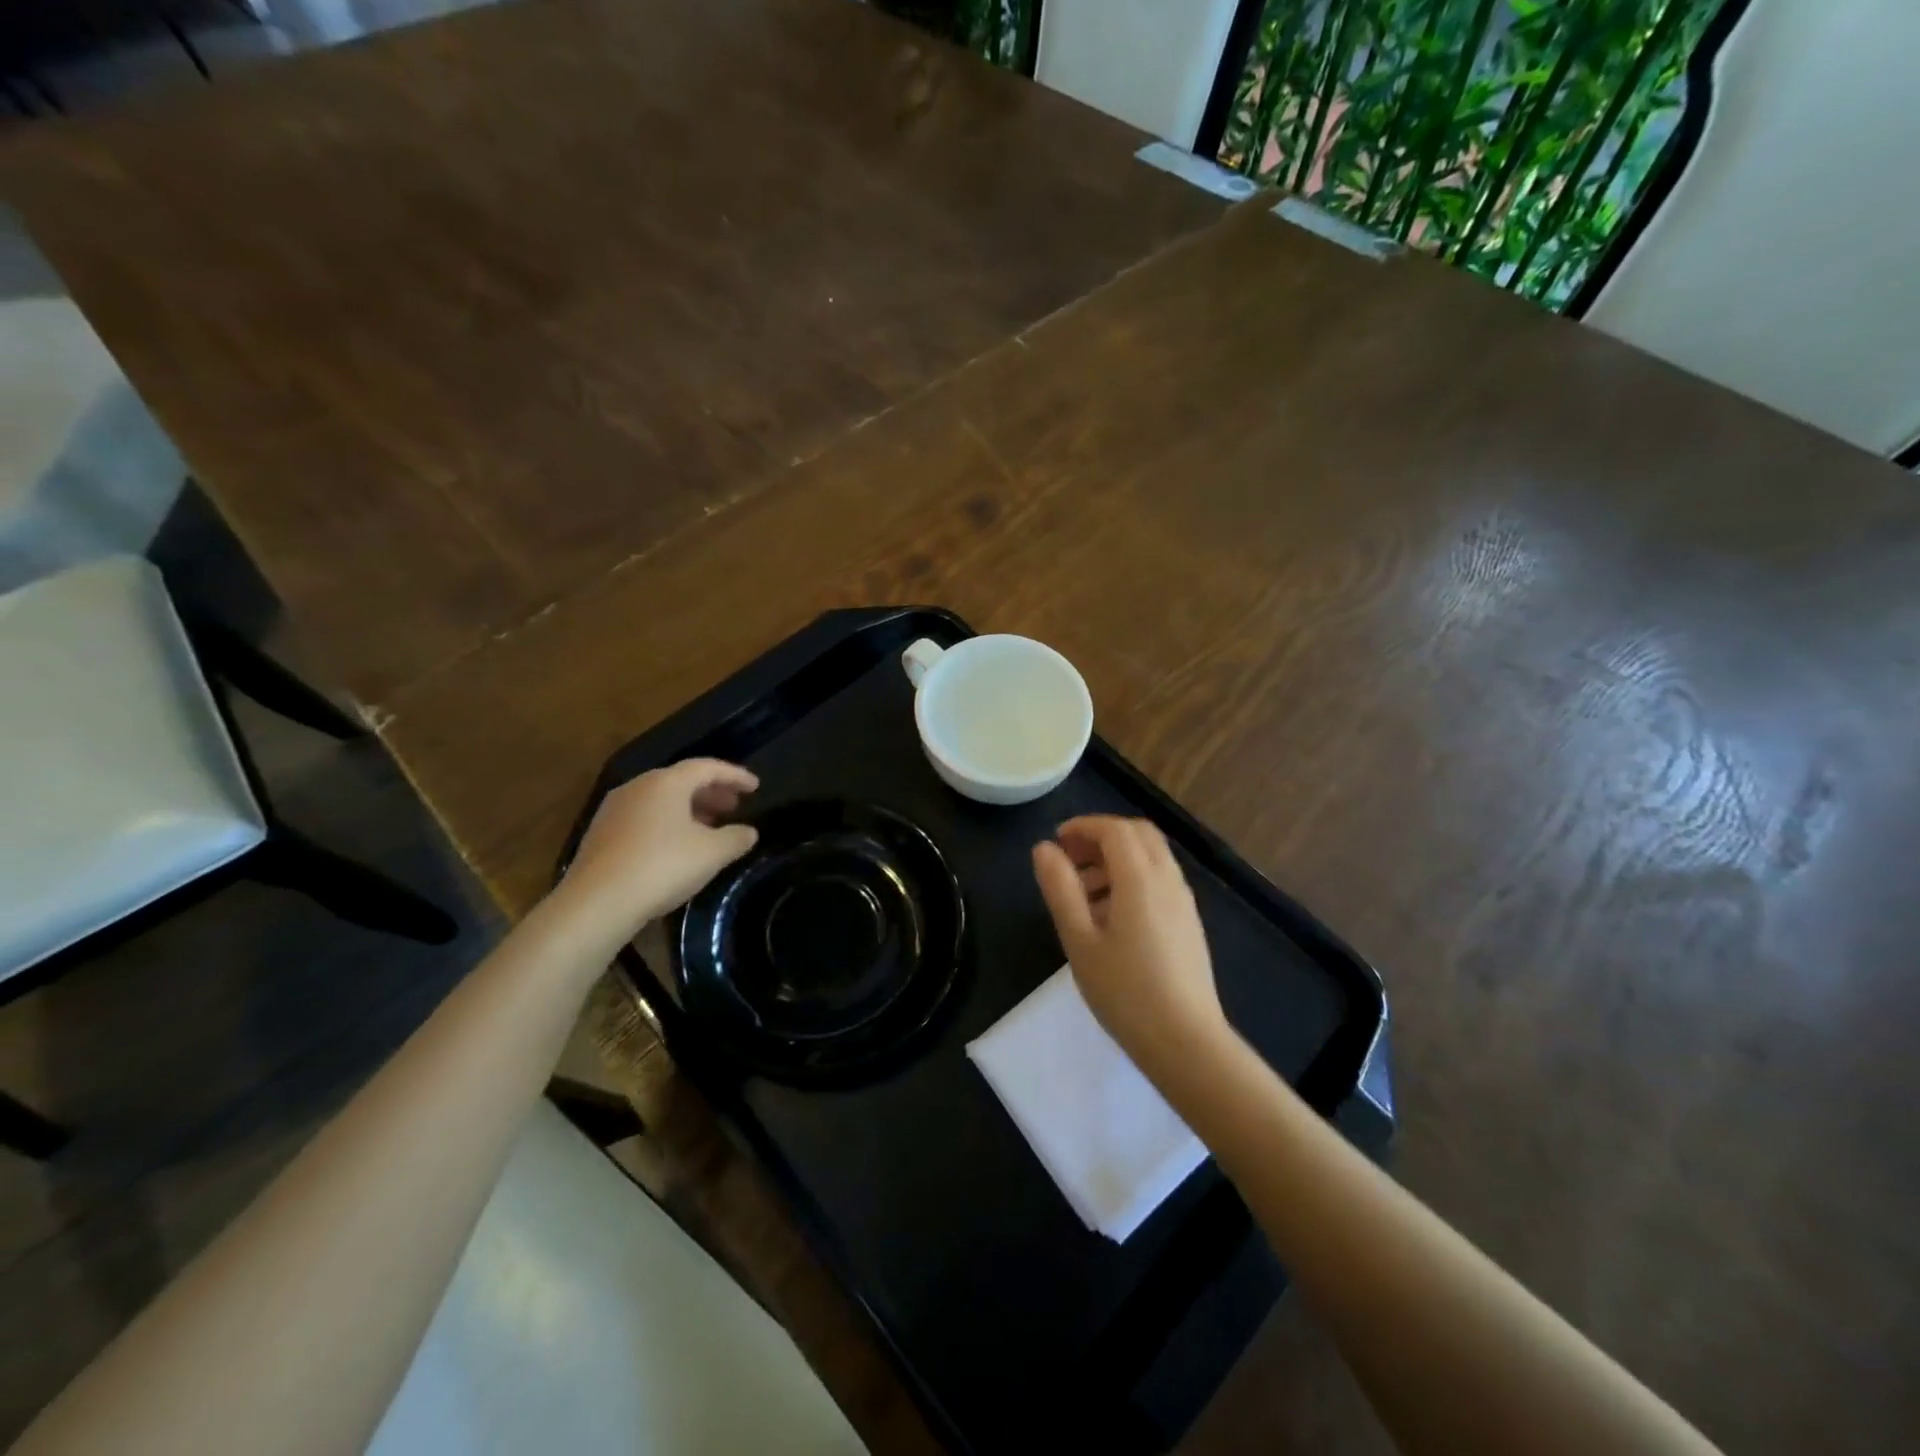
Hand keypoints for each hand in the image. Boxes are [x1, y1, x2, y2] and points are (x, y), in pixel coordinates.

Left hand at [557, 759, 758, 947]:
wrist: (597, 903)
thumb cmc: (662, 867)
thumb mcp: (712, 853)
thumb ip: (736, 838)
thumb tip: (749, 832)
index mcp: (666, 782)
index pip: (707, 767)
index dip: (735, 775)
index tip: (755, 786)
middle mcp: (638, 787)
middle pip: (681, 780)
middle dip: (711, 791)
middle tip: (734, 806)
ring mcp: (615, 809)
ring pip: (661, 799)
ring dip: (689, 808)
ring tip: (710, 826)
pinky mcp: (601, 833)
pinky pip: (644, 817)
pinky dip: (668, 823)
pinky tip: (677, 846)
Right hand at [1032, 816, 1228, 1079]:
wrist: (1186, 1042)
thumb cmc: (1124, 992)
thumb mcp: (1080, 940)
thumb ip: (1060, 888)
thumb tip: (1044, 848)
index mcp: (1141, 879)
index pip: (1115, 829)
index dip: (1083, 826)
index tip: (1056, 842)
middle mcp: (1168, 879)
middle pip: (1138, 834)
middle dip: (1102, 836)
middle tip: (1070, 860)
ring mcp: (1183, 901)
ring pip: (1151, 856)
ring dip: (1117, 858)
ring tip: (1083, 894)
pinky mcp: (1189, 922)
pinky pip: (1160, 879)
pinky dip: (1133, 877)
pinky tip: (1111, 917)